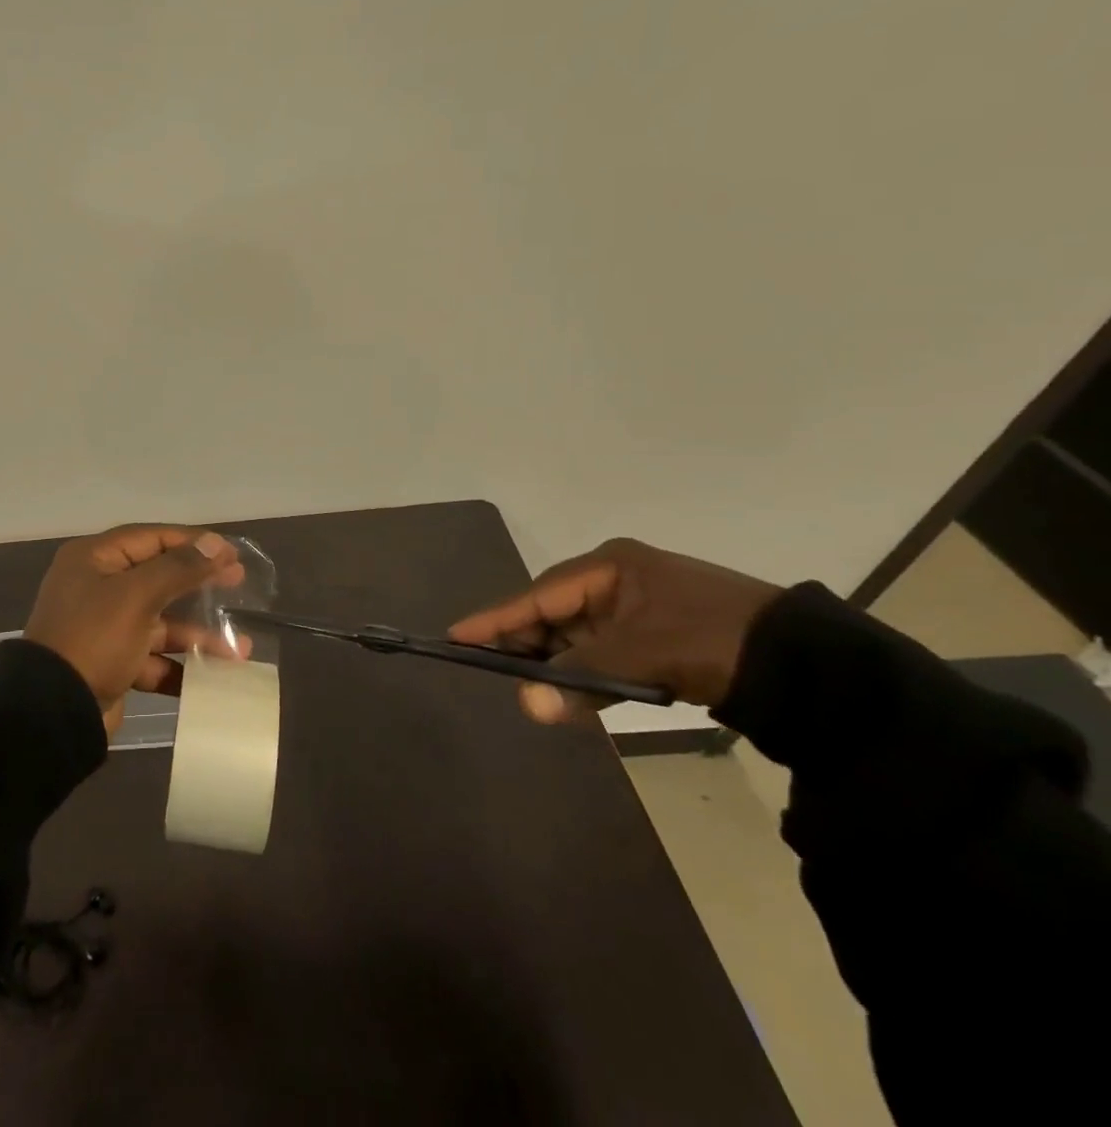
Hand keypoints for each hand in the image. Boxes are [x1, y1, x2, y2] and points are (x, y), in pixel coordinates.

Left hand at [25, 525, 244, 734]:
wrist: (52, 712)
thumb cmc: (94, 639)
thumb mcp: (137, 596)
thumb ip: (178, 568)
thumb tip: (215, 543)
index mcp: (94, 559)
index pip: (151, 538)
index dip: (192, 542)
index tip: (230, 552)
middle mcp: (97, 587)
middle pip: (158, 578)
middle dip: (199, 584)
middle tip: (238, 583)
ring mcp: (104, 627)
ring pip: (159, 622)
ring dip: (197, 634)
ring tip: (238, 649)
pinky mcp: (111, 663)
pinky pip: (152, 657)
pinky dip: (180, 666)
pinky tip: (213, 677)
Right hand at [447, 538, 781, 723]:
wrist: (814, 668)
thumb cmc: (715, 639)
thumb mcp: (644, 652)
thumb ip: (582, 676)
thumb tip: (527, 704)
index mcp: (610, 567)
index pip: (538, 594)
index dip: (496, 618)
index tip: (456, 635)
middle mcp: (617, 582)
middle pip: (553, 614)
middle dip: (526, 646)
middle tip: (490, 670)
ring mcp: (638, 612)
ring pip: (578, 639)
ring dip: (557, 666)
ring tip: (527, 689)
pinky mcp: (657, 641)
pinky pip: (604, 657)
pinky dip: (588, 677)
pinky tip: (570, 697)